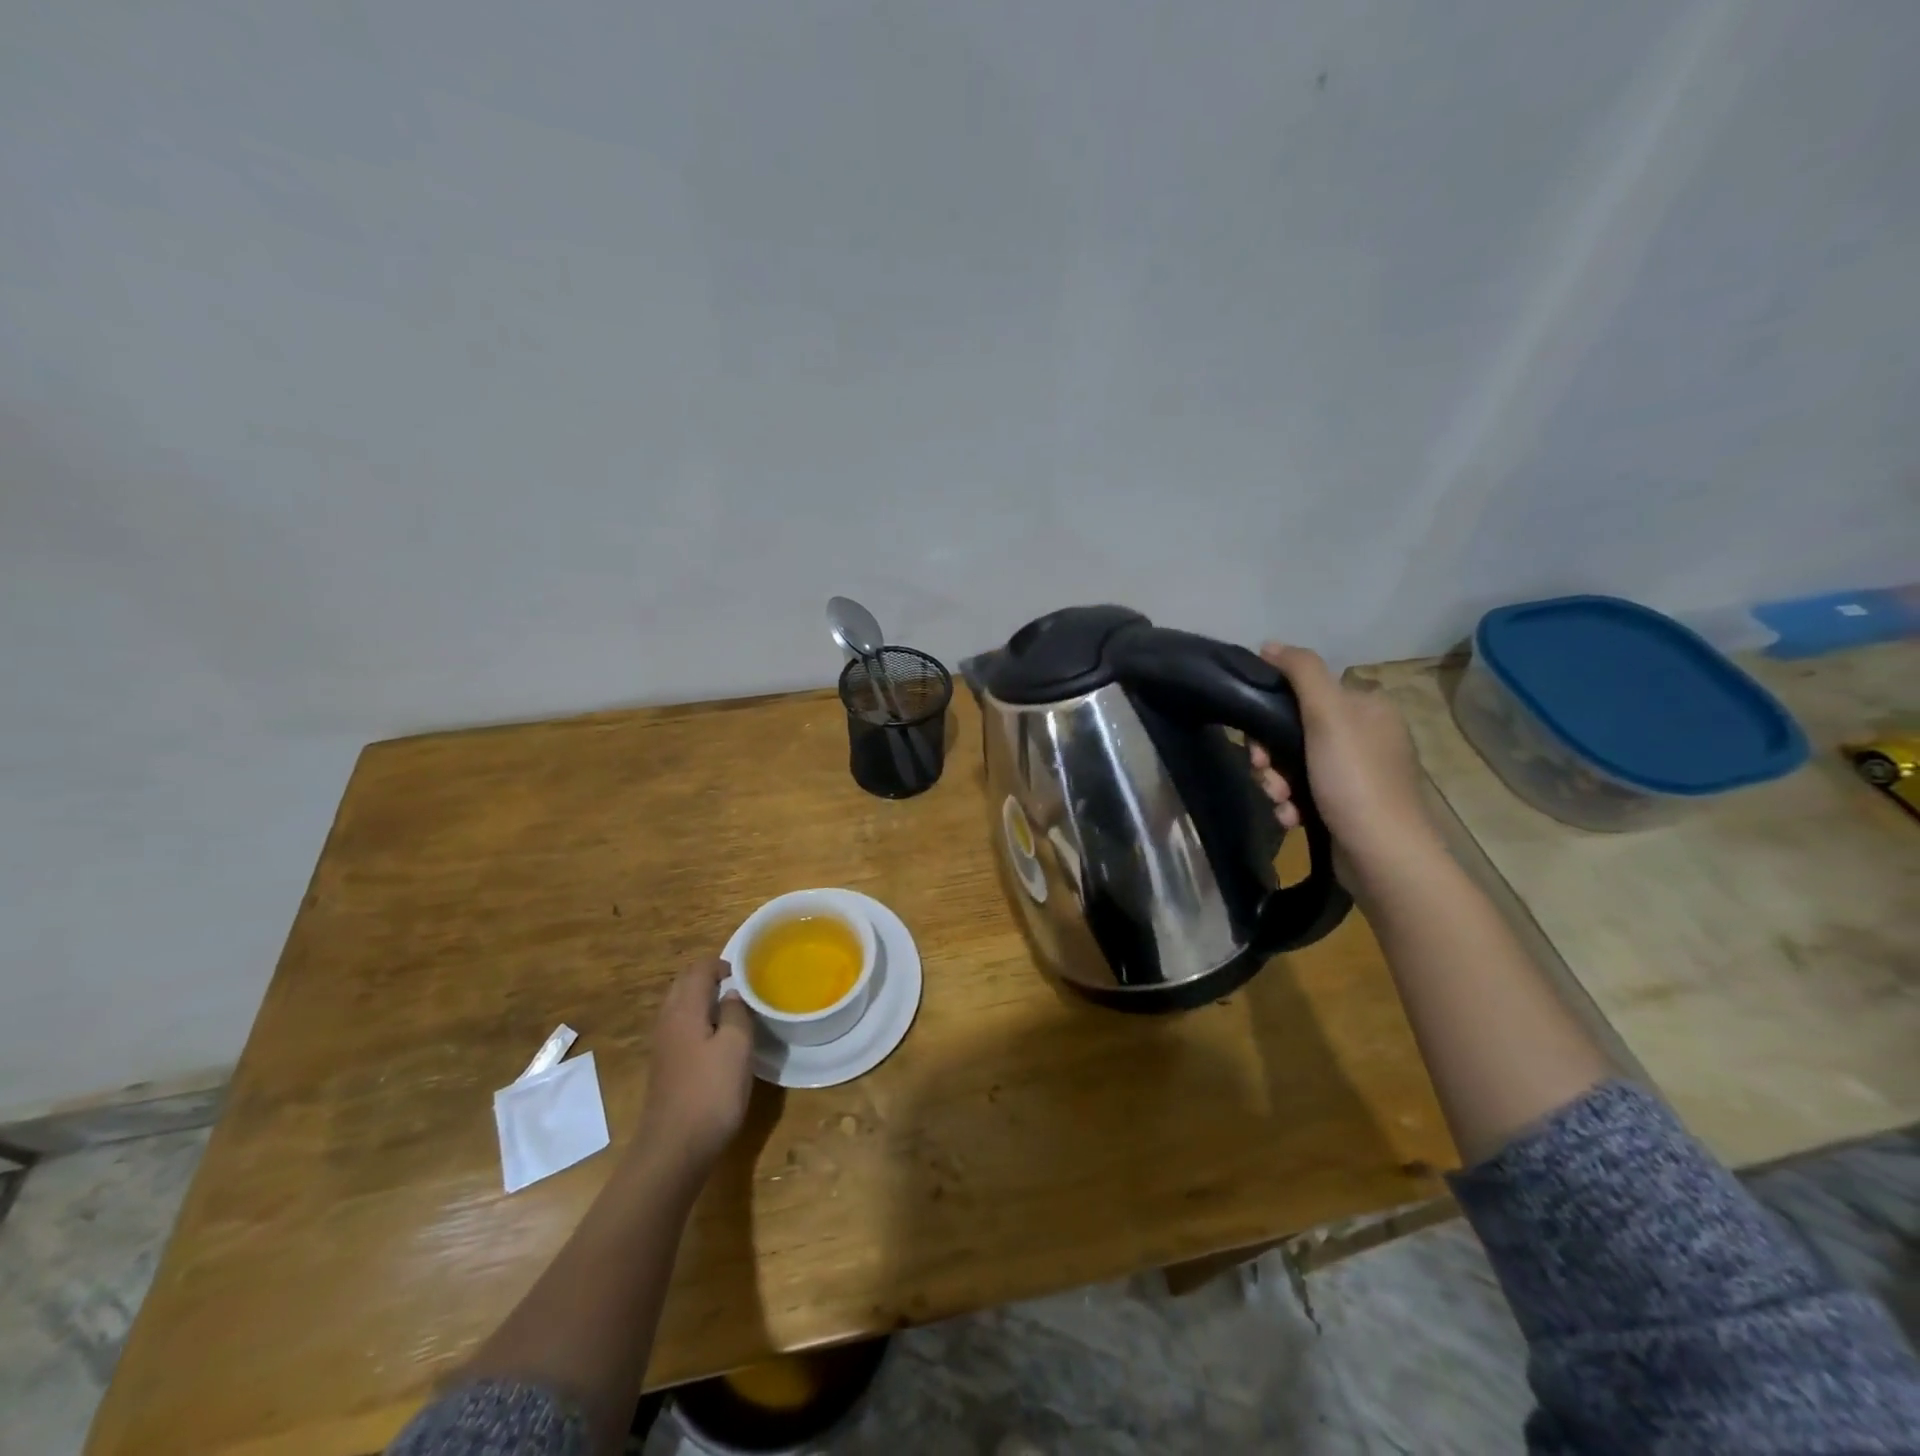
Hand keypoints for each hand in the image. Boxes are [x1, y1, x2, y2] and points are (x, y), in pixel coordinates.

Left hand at [636, 959, 753, 1174]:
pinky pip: (680, 1028)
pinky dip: (698, 1021)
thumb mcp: (736, 1046)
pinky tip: (717, 1040)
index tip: (745, 972)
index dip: (721, 964)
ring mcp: (662, 1046)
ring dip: (703, 1000)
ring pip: (680, 1007)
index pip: (698, 970)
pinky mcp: (665, 1067)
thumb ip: (735, 1013)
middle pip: (684, 984)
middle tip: (739, 986)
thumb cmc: (711, 1092)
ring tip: (732, 1010)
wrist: (674, 1149)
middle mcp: (667, 1021)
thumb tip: (731, 995)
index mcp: (684, 1010)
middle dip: (709, 978)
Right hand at [1248, 643, 1437, 873]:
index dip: (1271, 714)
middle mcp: (1365, 735)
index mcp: (1367, 707)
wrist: (1382, 854)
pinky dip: (1291, 804)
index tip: (1256, 741)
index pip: (1305, 694)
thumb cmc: (1354, 779)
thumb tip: (1270, 644)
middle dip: (1270, 757)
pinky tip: (1291, 818)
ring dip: (1276, 782)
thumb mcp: (1327, 715)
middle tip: (1264, 773)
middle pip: (1294, 732)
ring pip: (1293, 765)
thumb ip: (1301, 672)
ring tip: (1280, 802)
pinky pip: (1305, 793)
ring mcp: (1357, 773)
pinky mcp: (1347, 805)